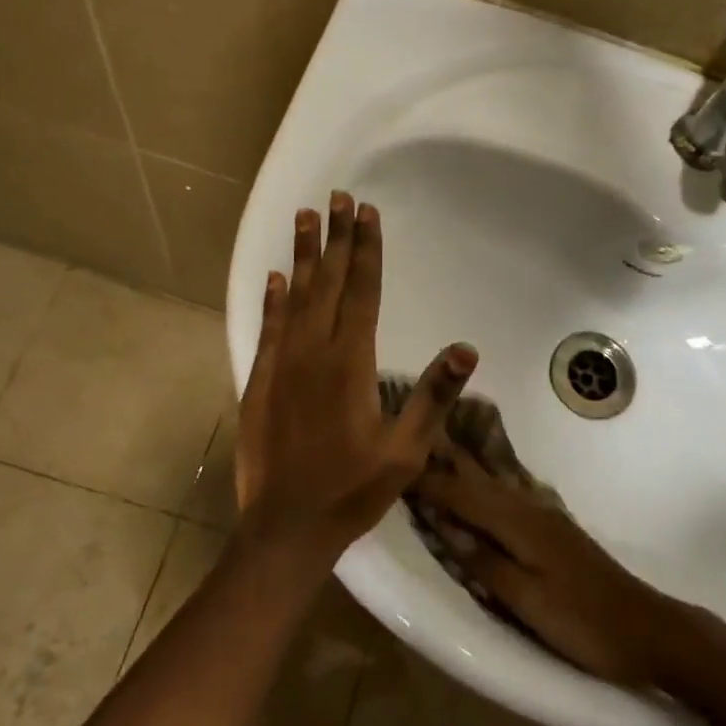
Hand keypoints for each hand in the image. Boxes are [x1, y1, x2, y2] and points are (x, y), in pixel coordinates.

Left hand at [233, 192, 477, 568]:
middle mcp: (313, 353)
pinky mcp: (259, 382)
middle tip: (337, 197)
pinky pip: (268, 329)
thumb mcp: (405, 452)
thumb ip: (432, 397)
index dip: (367, 250)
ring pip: (295, 297)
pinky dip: (273, 300)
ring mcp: (281, 365)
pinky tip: (275, 277)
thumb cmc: (351, 491)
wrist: (285, 528)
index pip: (363, 292)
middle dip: (336, 238)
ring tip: (305, 217)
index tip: (366, 213)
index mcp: (351, 364)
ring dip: (302, 255)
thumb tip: (467, 349)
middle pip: (329, 283)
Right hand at [413, 449, 671, 688]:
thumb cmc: (584, 622)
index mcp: (520, 524)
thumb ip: (487, 564)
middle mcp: (531, 509)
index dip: (429, 483)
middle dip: (445, 463)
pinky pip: (507, 498)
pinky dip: (484, 490)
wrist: (647, 629)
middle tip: (413, 442)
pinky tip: (479, 491)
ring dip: (464, 471)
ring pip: (494, 486)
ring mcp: (546, 517)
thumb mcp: (529, 601)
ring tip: (436, 457)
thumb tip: (446, 530)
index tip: (395, 467)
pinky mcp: (554, 530)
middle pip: (479, 480)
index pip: (463, 495)